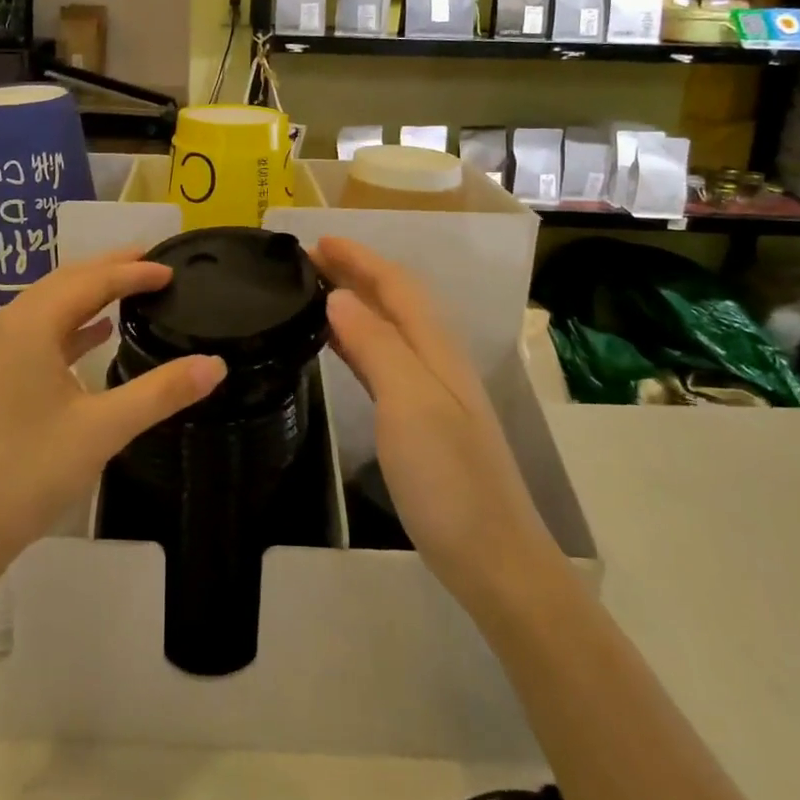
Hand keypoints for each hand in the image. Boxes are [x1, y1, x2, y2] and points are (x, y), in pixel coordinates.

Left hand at [0, 250, 226, 581]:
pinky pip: (31, 333)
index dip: (132, 272)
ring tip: (128, 289)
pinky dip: (66, 327)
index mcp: (27, 327)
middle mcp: (1, 326)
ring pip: (44, 307)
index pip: (90, 282)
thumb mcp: (102, 430)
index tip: (171, 269)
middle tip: (151, 262)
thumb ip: (161, 392)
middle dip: (108, 270)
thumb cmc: (28, 473)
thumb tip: (216, 364)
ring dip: (86, 295)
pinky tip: (93, 334)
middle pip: (63, 283)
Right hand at [312, 236, 549, 603]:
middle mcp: (436, 361)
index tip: (317, 240)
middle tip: (306, 261)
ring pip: (388, 329)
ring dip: (354, 303)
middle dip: (355, 273)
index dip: (360, 258)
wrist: (493, 558)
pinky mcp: (420, 422)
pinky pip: (382, 362)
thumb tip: (339, 297)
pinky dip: (356, 341)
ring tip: (313, 292)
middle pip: (395, 301)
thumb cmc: (449, 479)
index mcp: (436, 350)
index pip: (397, 285)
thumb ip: (377, 345)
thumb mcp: (410, 403)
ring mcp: (431, 393)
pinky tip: (337, 347)